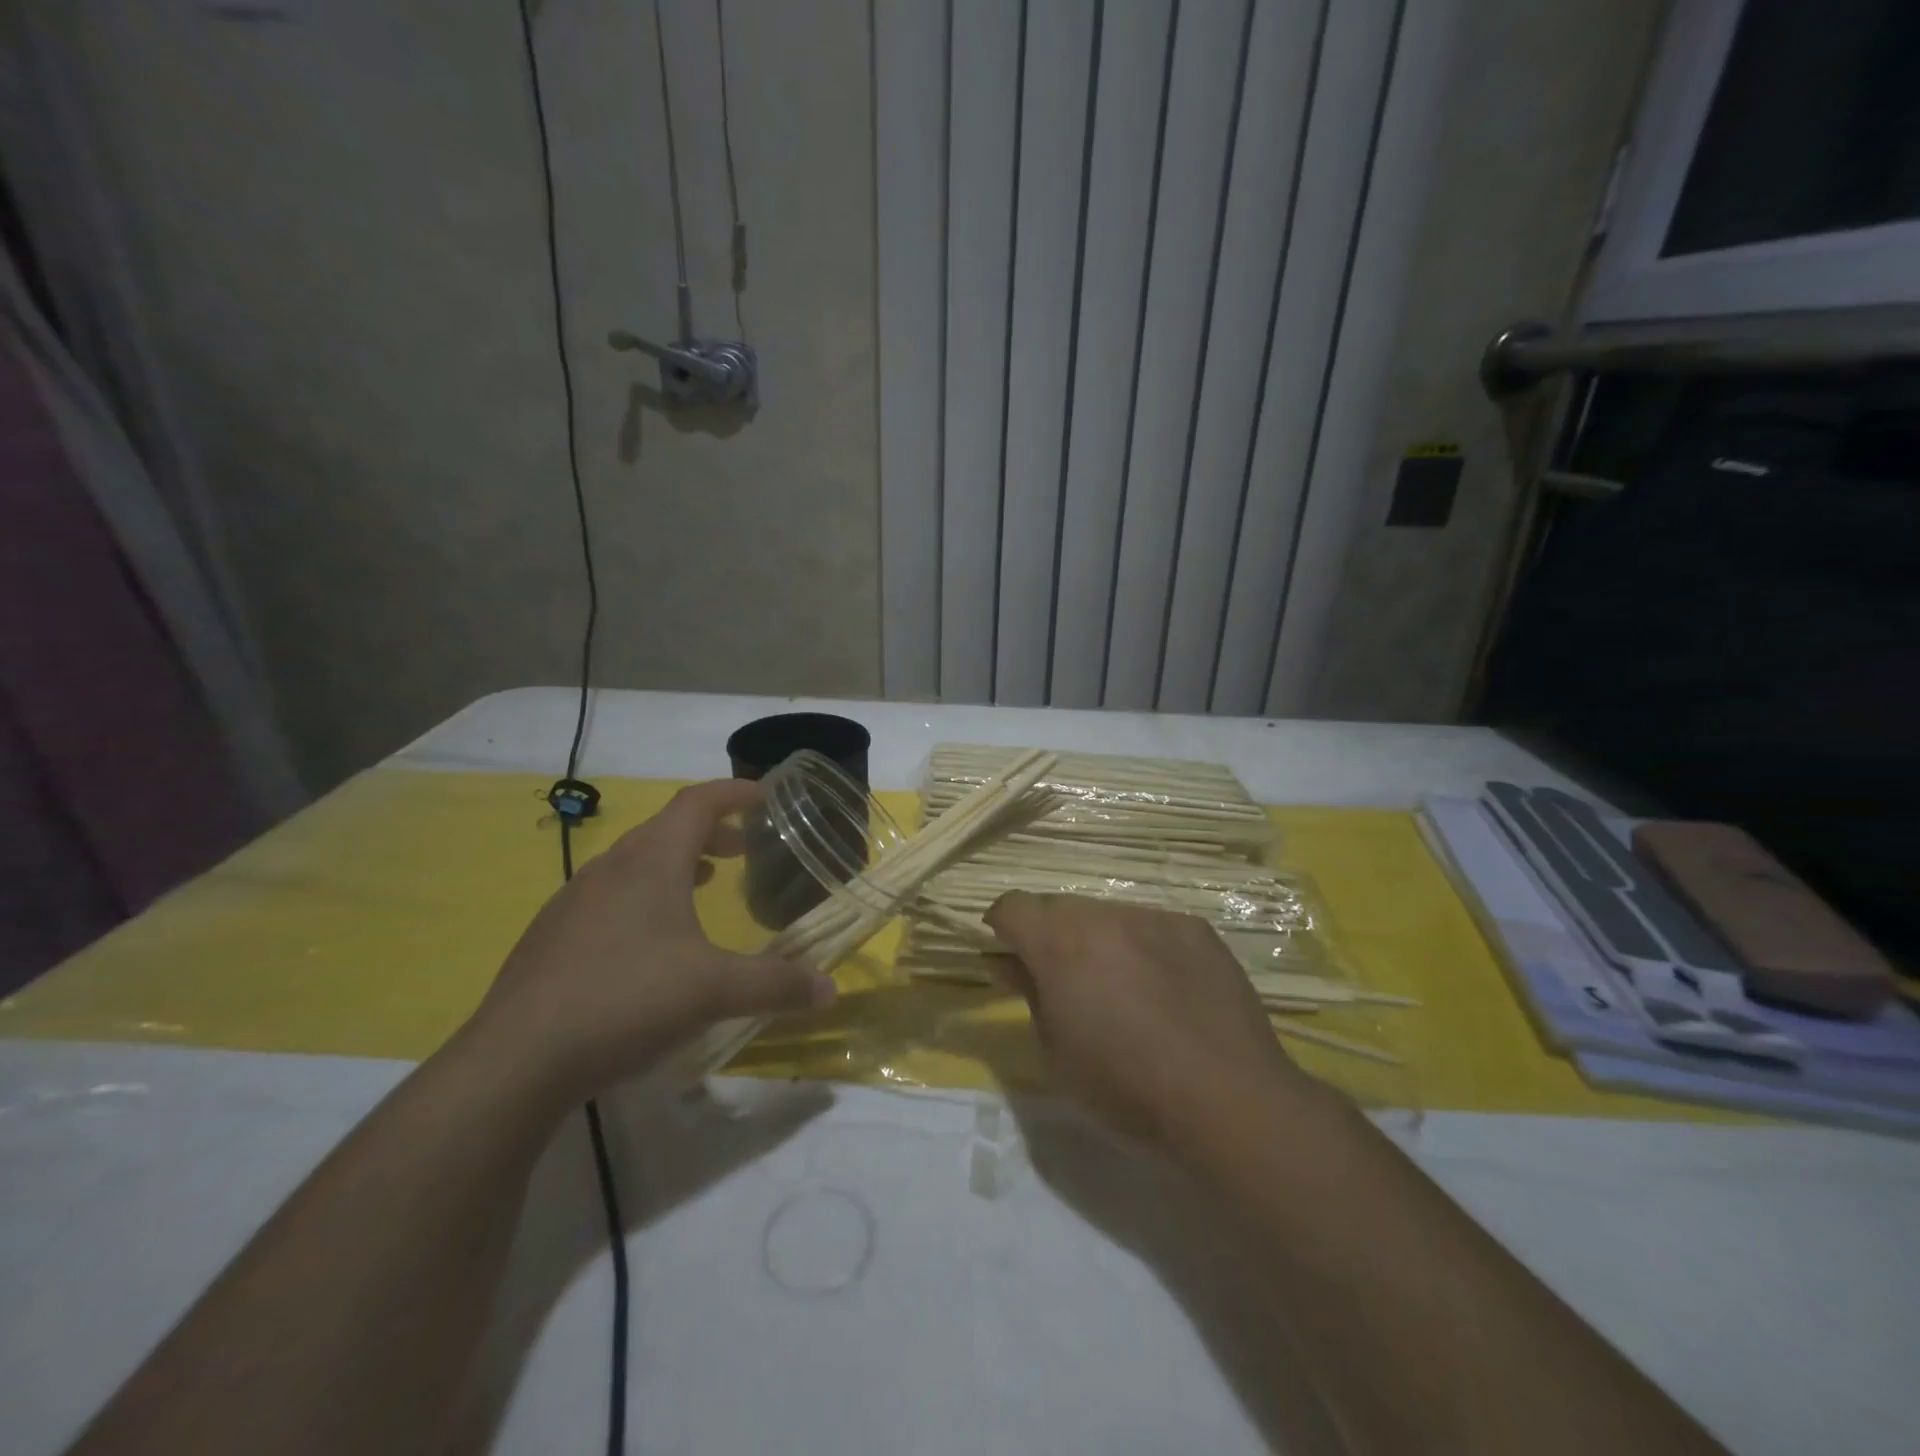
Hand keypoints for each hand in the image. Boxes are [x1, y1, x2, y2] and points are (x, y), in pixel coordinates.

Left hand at [471, 780, 834, 1106]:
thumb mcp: (715, 991)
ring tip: (705, 887)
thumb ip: (777, 985)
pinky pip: (609, 896)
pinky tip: (651, 943)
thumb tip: (831, 991)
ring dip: (676, 865)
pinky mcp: (551, 938)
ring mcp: (573, 902)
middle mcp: (609, 868)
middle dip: (709, 832)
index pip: (697, 802)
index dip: (733, 792)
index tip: (763, 795)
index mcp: (650, 861)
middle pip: (665, 829)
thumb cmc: (626, 1000)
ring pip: (634, 863)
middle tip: (742, 848)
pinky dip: (644, 897)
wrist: (515, 1060)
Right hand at [984, 893, 1308, 1153]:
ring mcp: (1155, 917)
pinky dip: (1144, 948)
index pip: (1012, 907)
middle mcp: (1104, 915)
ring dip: (1100, 941)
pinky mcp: (1196, 929)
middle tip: (1068, 984)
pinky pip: (1153, 926)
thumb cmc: (1125, 1089)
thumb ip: (1030, 994)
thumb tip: (1009, 963)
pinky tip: (1167, 991)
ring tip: (1125, 991)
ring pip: (1108, 915)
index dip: (1001, 929)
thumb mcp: (1056, 1053)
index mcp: (1060, 943)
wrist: (1227, 1100)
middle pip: (1060, 908)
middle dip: (1052, 937)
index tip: (1008, 958)